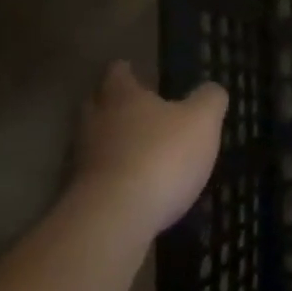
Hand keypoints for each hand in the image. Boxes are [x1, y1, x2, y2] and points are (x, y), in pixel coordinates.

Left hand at [73, 62, 226, 237]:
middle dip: (114, 106)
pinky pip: (96, 177)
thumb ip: (209, 100)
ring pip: (94, 142)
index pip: (117, 72)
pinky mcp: (79, 196)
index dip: (127, 71)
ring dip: (112, 144)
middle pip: (97, 105)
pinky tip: (133, 189)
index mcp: (122, 96)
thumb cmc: (161, 156)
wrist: (114, 219)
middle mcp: (95, 121)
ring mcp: (81, 160)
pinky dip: (111, 177)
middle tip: (137, 110)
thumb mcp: (202, 121)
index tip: (134, 71)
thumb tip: (212, 88)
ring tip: (139, 152)